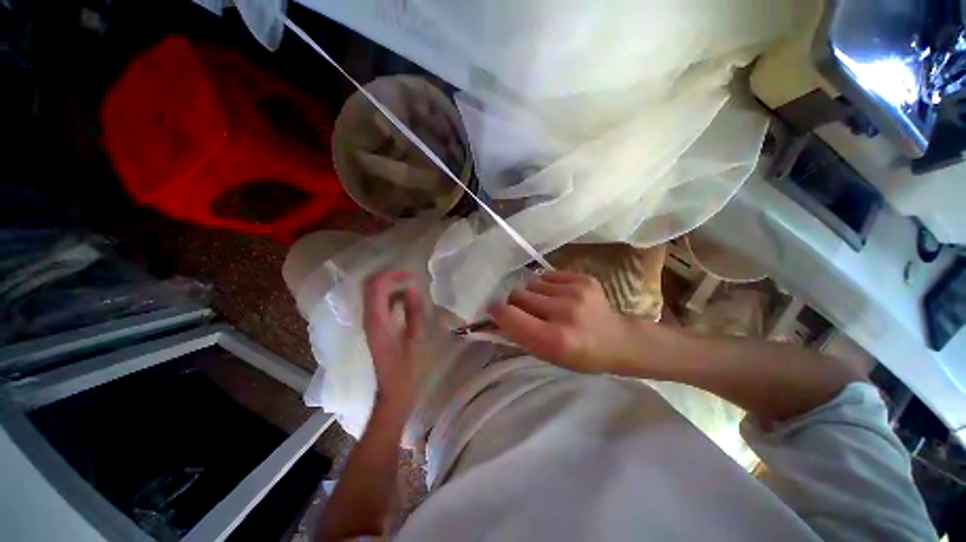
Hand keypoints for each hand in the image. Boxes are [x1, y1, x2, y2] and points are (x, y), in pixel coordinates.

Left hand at [362, 271, 423, 412]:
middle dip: (388, 277)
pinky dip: (391, 297)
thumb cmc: (406, 365)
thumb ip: (413, 310)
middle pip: (370, 286)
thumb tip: (413, 288)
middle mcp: (368, 317)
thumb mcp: (414, 335)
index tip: (411, 275)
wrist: (393, 388)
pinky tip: (406, 301)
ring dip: (390, 286)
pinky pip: (378, 304)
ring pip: (374, 294)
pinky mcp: (374, 327)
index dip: (392, 275)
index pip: (376, 286)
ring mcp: (369, 322)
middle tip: (408, 277)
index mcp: (376, 319)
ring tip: (410, 287)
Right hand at [487, 271, 641, 373]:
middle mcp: (564, 312)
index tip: (493, 310)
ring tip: (547, 304)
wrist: (619, 340)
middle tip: (526, 311)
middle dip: (515, 303)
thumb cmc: (580, 355)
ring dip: (533, 293)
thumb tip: (495, 316)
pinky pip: (548, 275)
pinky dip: (547, 285)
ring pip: (531, 283)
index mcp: (554, 339)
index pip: (510, 316)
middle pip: (517, 294)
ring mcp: (576, 292)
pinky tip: (560, 296)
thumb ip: (520, 335)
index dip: (496, 311)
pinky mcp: (583, 278)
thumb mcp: (547, 356)